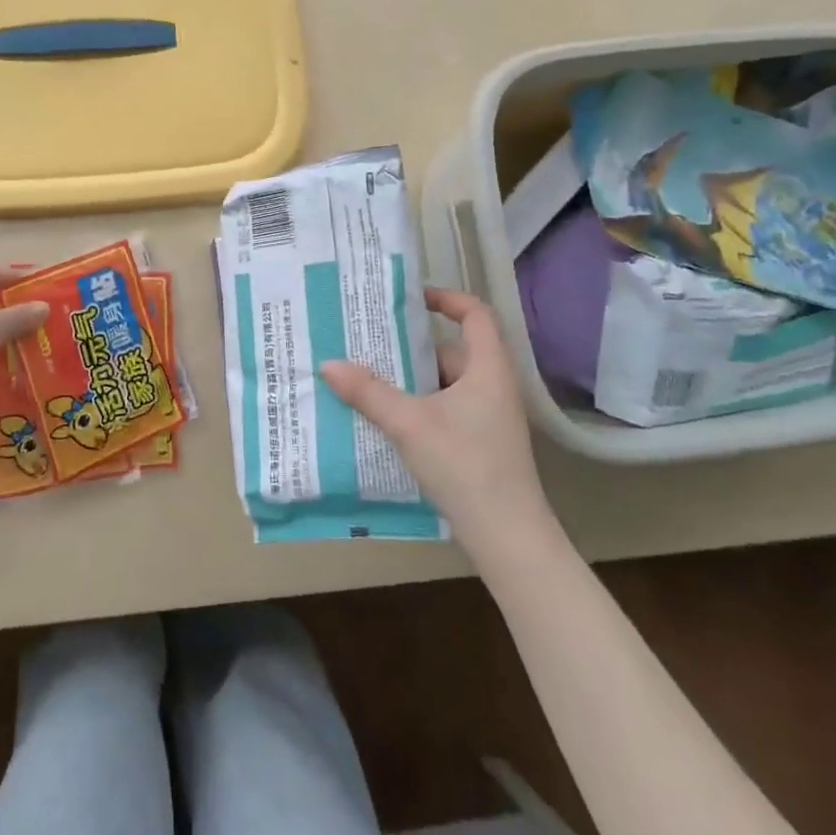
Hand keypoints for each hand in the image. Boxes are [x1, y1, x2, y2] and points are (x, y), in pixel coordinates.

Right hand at [320, 287, 552, 548]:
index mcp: (488, 368)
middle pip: (451, 351)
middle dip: (410, 348)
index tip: (410, 298)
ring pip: (444, 384)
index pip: (475, 314)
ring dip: (410, 382)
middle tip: (369, 344)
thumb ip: (368, 392)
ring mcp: (489, 418)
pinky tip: (386, 420)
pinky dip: (418, 407)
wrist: (507, 536)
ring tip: (367, 380)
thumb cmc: (465, 465)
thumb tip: (329, 364)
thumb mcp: (409, 424)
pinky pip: (445, 410)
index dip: (446, 298)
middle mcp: (493, 386)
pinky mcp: (481, 444)